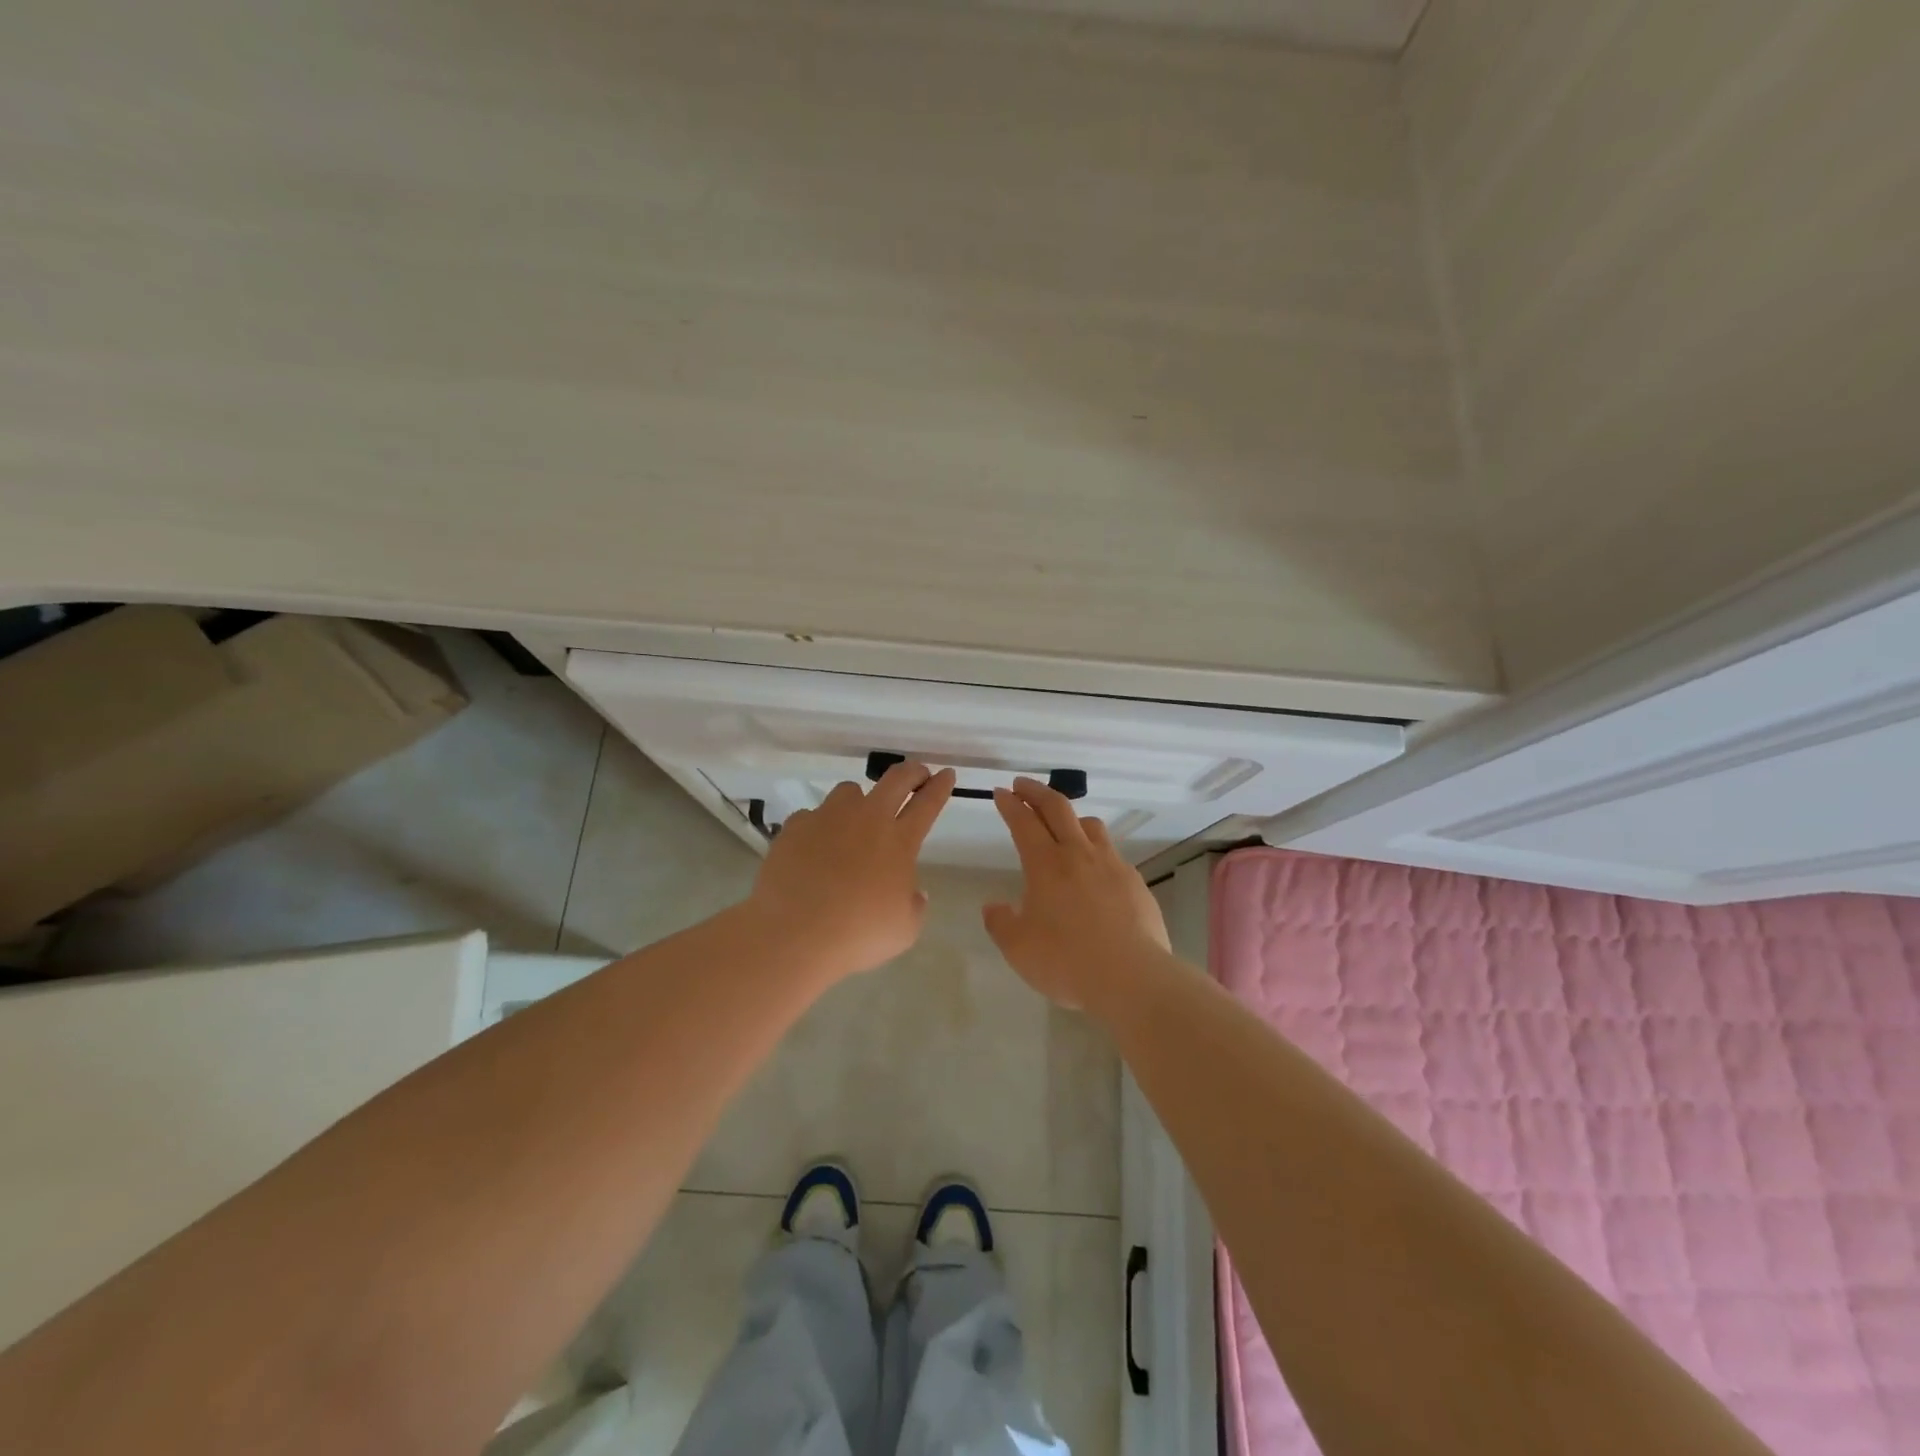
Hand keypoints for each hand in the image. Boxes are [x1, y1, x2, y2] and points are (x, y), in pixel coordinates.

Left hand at [745, 761, 955, 982]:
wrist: (795, 935)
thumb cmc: (859, 935)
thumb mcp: (904, 929)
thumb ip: (914, 905)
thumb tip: (913, 892)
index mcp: (899, 841)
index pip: (928, 803)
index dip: (940, 786)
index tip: (946, 774)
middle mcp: (867, 819)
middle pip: (896, 779)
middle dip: (912, 772)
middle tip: (917, 775)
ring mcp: (828, 818)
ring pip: (850, 791)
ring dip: (859, 801)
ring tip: (854, 820)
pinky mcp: (796, 827)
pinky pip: (812, 816)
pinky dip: (819, 827)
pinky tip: (815, 848)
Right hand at [983, 778, 1170, 1011]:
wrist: (1131, 976)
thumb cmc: (1066, 960)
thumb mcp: (1018, 948)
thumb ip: (1001, 923)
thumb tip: (994, 907)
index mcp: (1046, 864)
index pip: (1023, 822)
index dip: (1009, 804)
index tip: (1000, 793)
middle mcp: (1078, 854)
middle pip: (1057, 808)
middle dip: (1036, 791)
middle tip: (1022, 785)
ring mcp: (1111, 865)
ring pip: (1090, 824)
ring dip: (1071, 816)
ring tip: (1063, 824)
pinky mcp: (1134, 881)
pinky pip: (1112, 853)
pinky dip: (1096, 850)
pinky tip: (1095, 869)